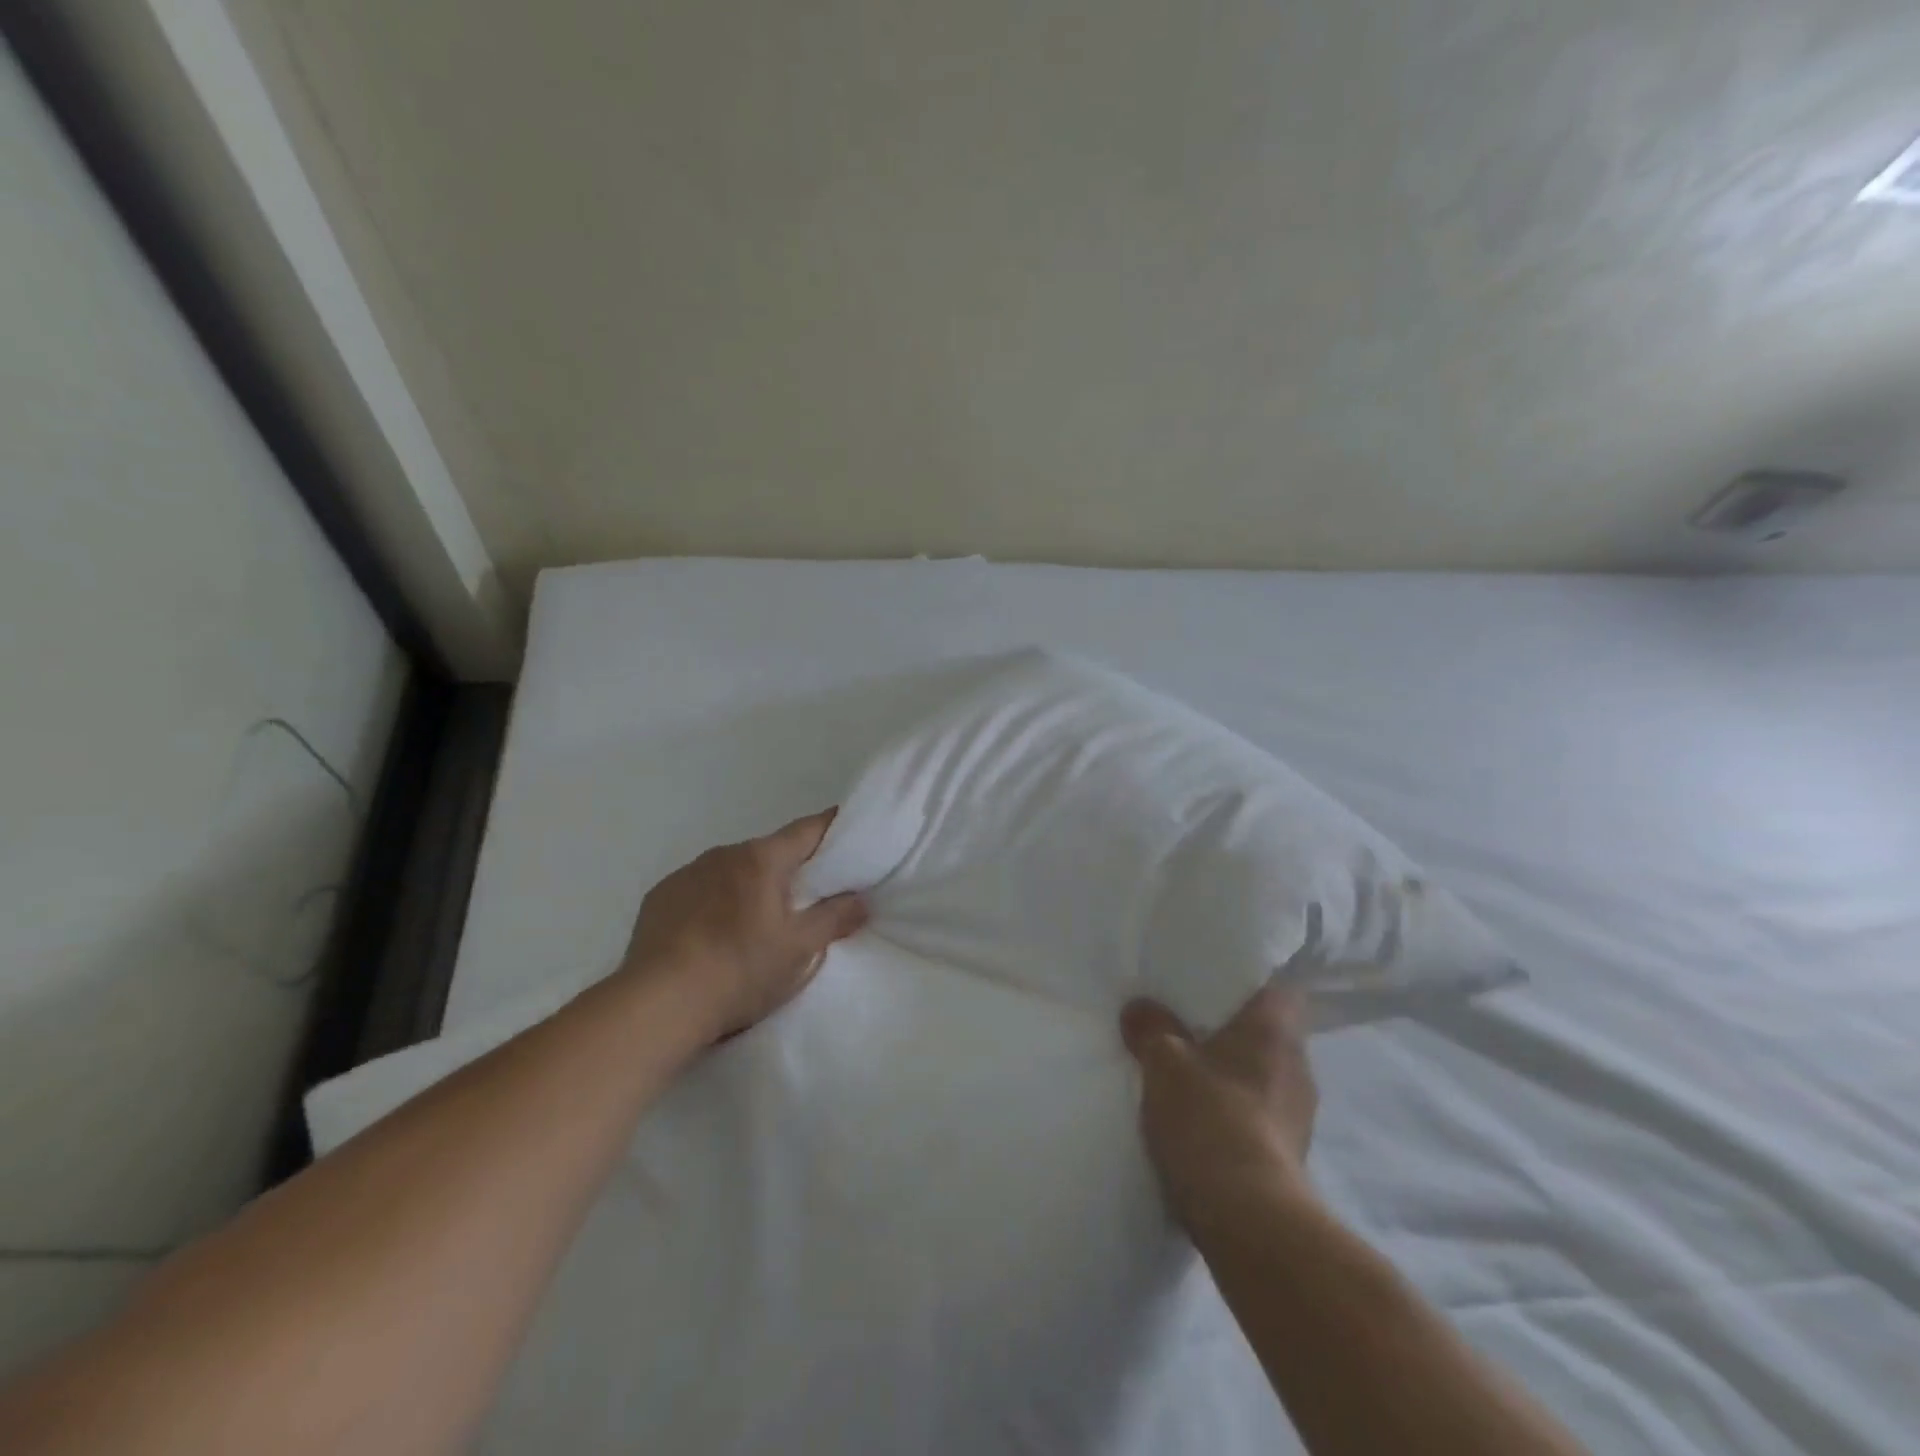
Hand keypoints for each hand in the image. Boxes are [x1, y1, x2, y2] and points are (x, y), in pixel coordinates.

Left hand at [621, 810, 867, 1039]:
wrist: (658, 1005)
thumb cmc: (740, 970)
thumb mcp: (799, 950)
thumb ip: (834, 919)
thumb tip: (860, 899)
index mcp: (761, 858)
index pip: (807, 830)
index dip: (831, 828)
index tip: (848, 830)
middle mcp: (723, 854)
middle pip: (768, 852)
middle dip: (789, 869)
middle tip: (805, 898)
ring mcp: (686, 874)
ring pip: (731, 871)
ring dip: (748, 886)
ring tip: (753, 924)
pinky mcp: (658, 898)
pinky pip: (698, 890)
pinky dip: (713, 903)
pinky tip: (711, 936)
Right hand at [1121, 983, 1318, 1227]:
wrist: (1249, 1219)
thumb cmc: (1210, 1118)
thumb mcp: (1164, 1063)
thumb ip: (1151, 1028)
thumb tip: (1139, 1007)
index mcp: (1276, 1030)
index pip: (1280, 988)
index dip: (1250, 983)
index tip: (1216, 984)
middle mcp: (1297, 1066)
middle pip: (1269, 1033)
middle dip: (1232, 1031)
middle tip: (1189, 1026)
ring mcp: (1299, 1116)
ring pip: (1264, 1076)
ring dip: (1233, 1075)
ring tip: (1191, 1075)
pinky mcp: (1290, 1157)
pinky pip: (1260, 1116)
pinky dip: (1236, 1113)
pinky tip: (1202, 1122)